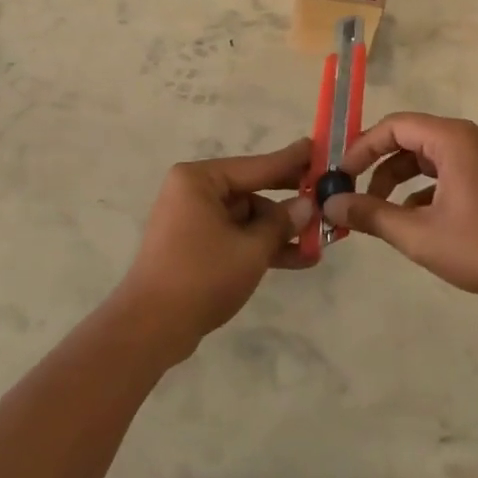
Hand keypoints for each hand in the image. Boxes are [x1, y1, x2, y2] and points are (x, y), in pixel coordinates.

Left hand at [114, 139, 316, 360]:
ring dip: (279, 231)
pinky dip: (261, 246)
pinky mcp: (195, 246)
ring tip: (320, 242)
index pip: (256, 166)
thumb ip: (281, 224)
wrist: (151, 329)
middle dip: (288, 203)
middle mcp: (193, 192)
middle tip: (326, 197)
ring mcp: (193, 220)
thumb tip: (307, 205)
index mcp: (199, 180)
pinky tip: (298, 259)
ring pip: (247, 218)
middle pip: (252, 191)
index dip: (291, 161)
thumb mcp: (251, 249)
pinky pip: (235, 236)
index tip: (318, 148)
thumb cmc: (201, 277)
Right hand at [324, 113, 477, 304]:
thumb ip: (370, 215)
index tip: (341, 175)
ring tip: (379, 211)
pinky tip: (412, 220)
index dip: (362, 147)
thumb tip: (331, 204)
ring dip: (399, 180)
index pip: (394, 126)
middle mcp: (469, 138)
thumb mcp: (417, 234)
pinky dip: (424, 189)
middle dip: (378, 165)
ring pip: (428, 157)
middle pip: (410, 138)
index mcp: (452, 139)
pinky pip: (447, 171)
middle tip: (354, 191)